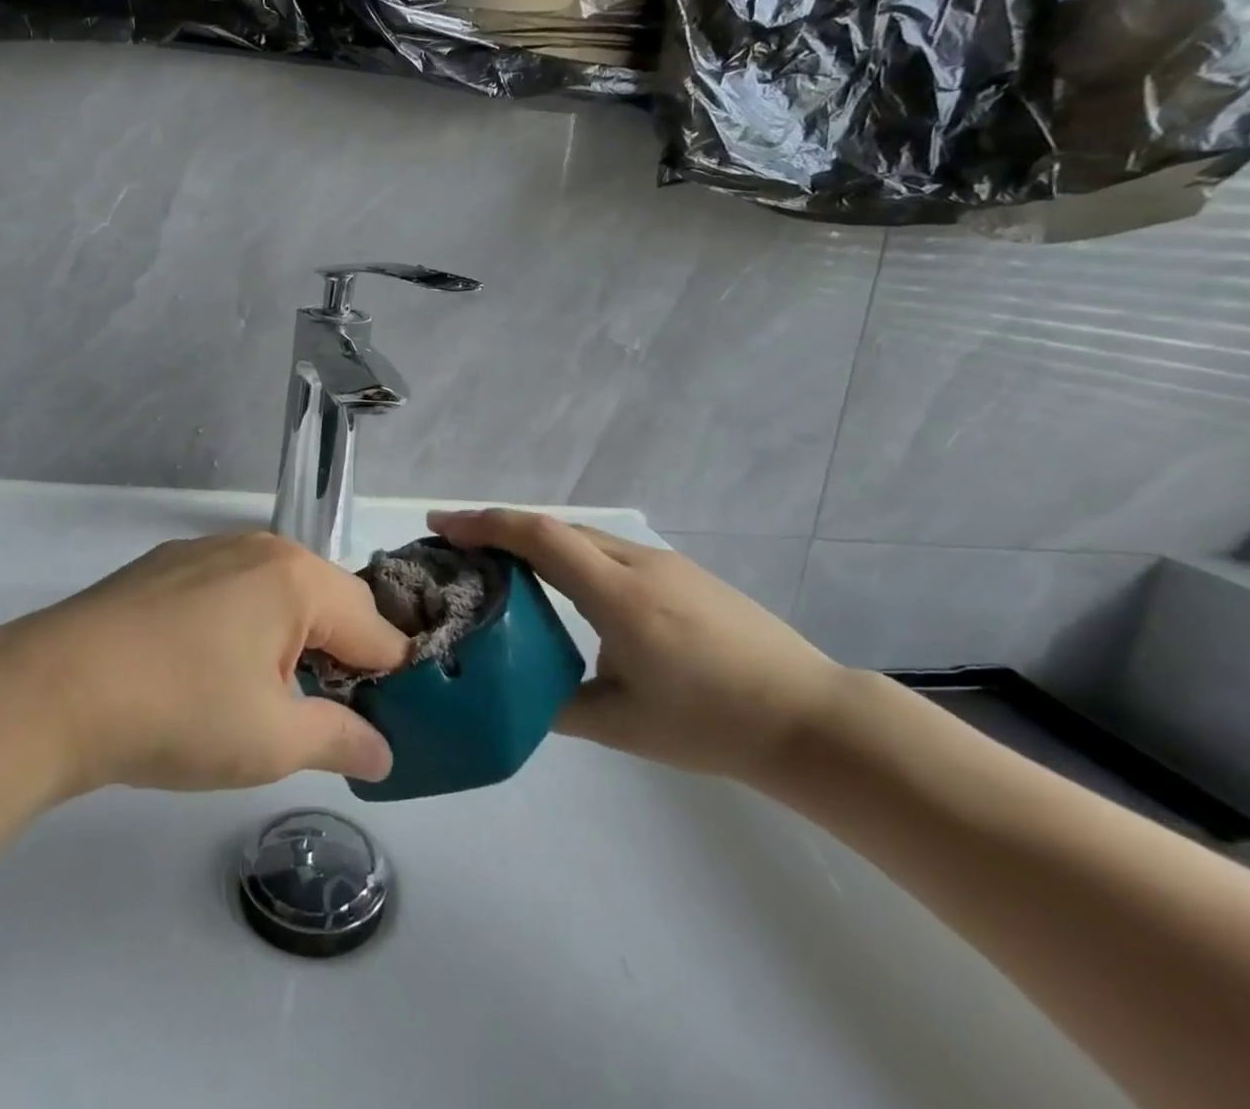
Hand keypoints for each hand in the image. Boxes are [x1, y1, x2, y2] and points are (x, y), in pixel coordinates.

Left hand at [0, 533, 412, 797]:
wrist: (52, 690)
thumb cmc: (178, 712)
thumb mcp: (271, 741)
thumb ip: (340, 740)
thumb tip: (384, 755)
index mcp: (297, 578)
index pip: (375, 627)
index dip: (392, 678)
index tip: (390, 723)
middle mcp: (261, 547)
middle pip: (331, 601)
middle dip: (343, 656)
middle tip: (329, 715)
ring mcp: (210, 549)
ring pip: (281, 592)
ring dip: (295, 639)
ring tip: (271, 695)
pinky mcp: (170, 563)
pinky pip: (235, 588)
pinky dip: (249, 623)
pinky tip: (214, 666)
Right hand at [428, 509, 844, 781]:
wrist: (811, 718)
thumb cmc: (713, 724)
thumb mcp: (621, 725)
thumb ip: (556, 704)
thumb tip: (512, 690)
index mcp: (618, 594)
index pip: (538, 536)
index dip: (483, 524)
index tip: (438, 525)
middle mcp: (637, 562)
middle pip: (554, 528)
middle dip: (498, 529)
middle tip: (455, 550)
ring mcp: (664, 563)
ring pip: (583, 538)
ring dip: (534, 543)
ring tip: (499, 569)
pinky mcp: (683, 574)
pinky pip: (608, 552)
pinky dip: (568, 557)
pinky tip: (563, 590)